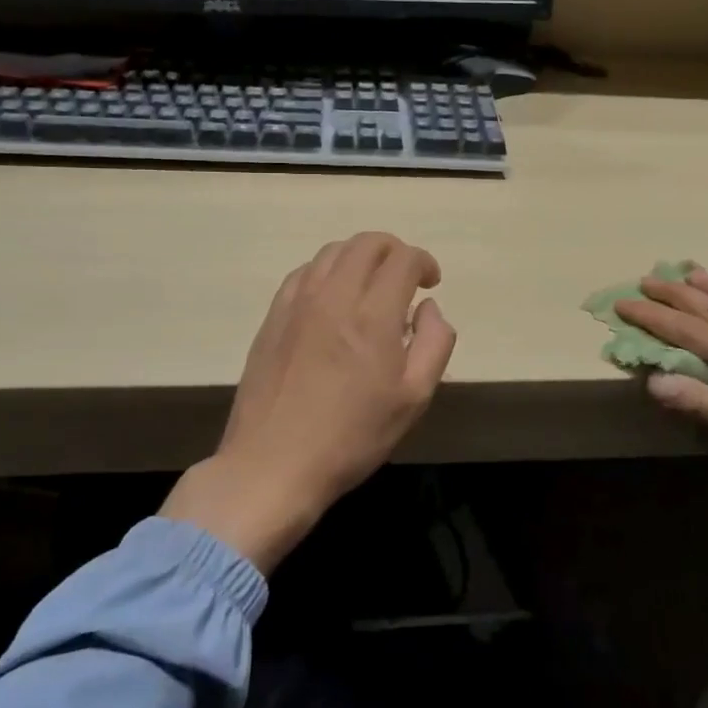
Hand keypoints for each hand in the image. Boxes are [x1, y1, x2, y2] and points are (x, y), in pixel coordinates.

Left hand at [160, 233, 456, 571]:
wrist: (273, 464)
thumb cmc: (352, 437)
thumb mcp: (413, 399)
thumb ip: (434, 342)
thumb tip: (428, 307)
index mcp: (373, 315)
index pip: (402, 258)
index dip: (423, 262)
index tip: (430, 283)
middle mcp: (334, 296)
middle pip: (366, 243)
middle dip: (394, 250)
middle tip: (405, 278)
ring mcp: (297, 303)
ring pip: (333, 252)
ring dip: (360, 257)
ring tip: (370, 286)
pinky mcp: (273, 316)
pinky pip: (304, 272)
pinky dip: (328, 271)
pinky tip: (333, 299)